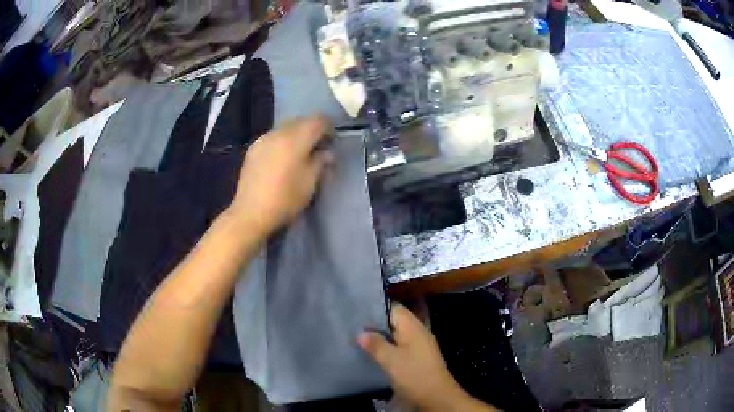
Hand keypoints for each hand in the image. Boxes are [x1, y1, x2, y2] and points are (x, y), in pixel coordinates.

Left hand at [229, 115, 334, 235]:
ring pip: (286, 128)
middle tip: (318, 148)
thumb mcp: (310, 183)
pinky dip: (283, 142)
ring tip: (299, 154)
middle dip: (312, 130)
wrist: (251, 213)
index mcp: (295, 138)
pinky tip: (282, 159)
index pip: (318, 120)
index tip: (332, 142)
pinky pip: (273, 137)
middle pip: (301, 121)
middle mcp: (278, 132)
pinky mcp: (253, 149)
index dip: (329, 128)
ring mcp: (263, 139)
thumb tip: (327, 152)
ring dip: (297, 135)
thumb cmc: (285, 199)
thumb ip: (321, 162)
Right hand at [358, 305, 492, 410]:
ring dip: (381, 338)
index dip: (376, 309)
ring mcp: (420, 345)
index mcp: (413, 327)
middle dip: (376, 325)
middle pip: (395, 322)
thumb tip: (361, 333)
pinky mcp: (418, 358)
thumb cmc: (414, 374)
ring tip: (359, 340)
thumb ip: (375, 345)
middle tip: (354, 328)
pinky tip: (375, 354)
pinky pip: (401, 346)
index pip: (394, 308)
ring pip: (397, 335)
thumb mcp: (391, 360)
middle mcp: (418, 332)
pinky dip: (388, 348)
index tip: (356, 313)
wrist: (437, 397)